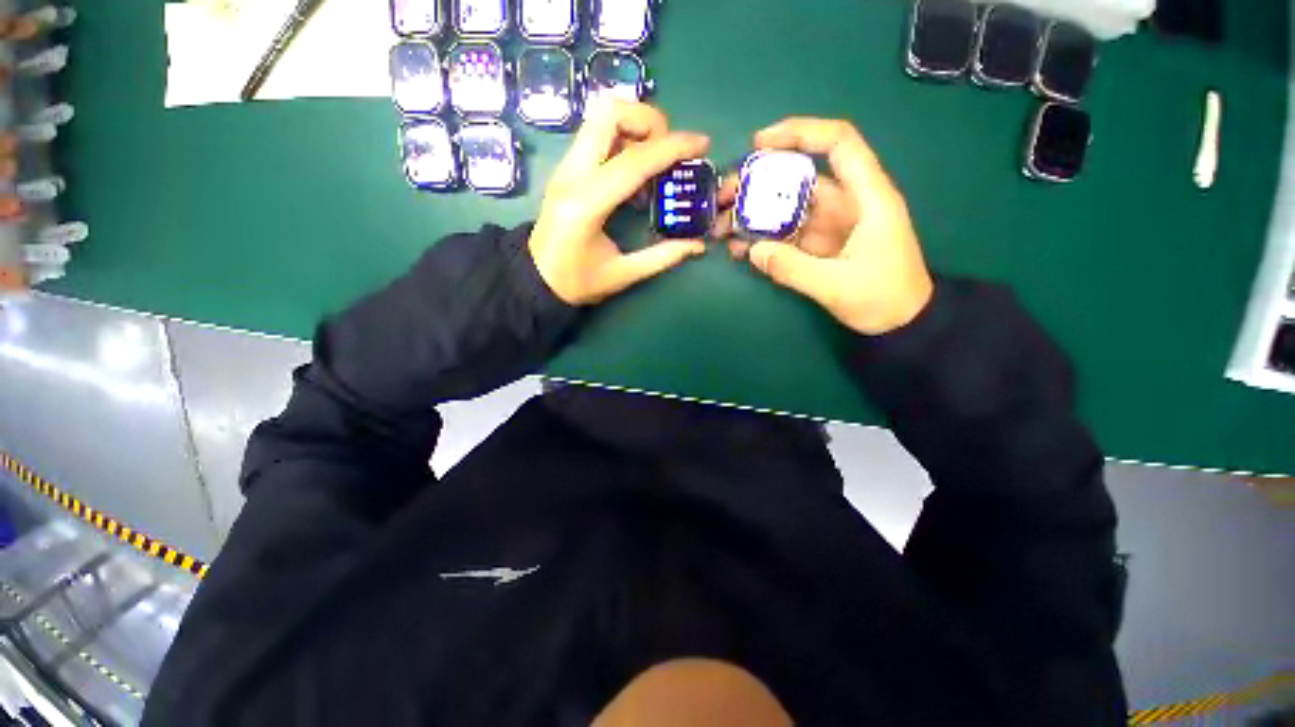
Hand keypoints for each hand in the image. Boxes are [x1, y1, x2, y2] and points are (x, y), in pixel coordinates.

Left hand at [529, 101, 709, 305]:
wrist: (536, 279)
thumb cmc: (577, 282)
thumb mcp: (623, 275)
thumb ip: (662, 257)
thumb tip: (697, 245)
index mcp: (587, 204)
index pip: (634, 161)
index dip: (673, 148)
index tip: (702, 145)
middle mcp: (572, 174)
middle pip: (609, 113)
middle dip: (649, 121)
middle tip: (668, 151)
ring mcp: (565, 166)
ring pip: (600, 115)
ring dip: (635, 125)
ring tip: (654, 159)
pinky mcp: (566, 167)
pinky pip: (596, 133)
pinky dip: (623, 137)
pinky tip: (635, 171)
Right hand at [719, 118, 933, 335]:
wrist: (901, 323)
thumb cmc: (883, 299)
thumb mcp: (837, 286)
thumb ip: (793, 269)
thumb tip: (752, 251)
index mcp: (867, 198)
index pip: (838, 143)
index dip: (800, 132)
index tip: (758, 144)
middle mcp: (848, 203)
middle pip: (801, 177)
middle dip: (760, 182)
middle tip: (725, 197)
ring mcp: (832, 225)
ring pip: (790, 206)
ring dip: (756, 213)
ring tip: (724, 227)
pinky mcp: (821, 244)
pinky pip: (788, 233)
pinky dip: (764, 238)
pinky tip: (741, 248)